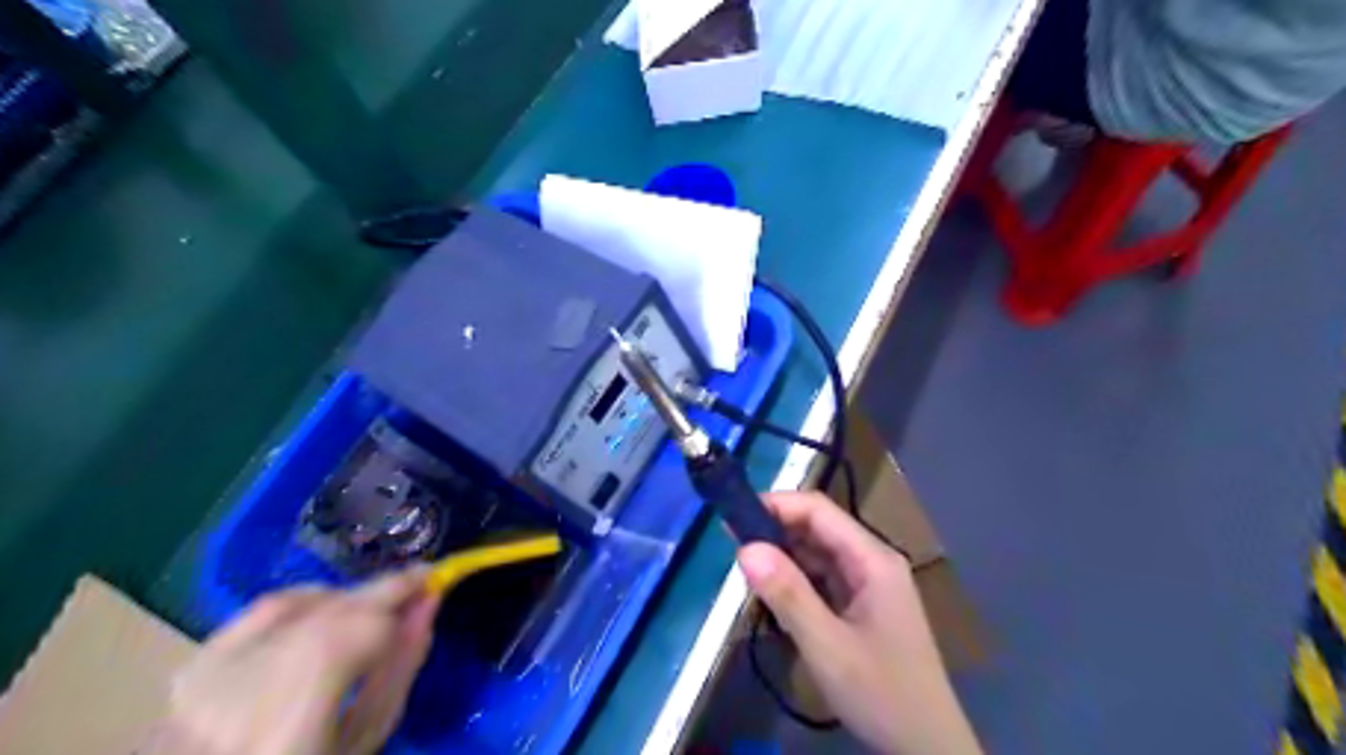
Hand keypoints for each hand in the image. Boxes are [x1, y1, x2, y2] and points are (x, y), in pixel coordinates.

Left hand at [152, 568, 441, 754]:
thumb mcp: (364, 743)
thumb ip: (399, 670)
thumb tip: (428, 604)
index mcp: (284, 736)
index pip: (352, 635)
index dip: (397, 600)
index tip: (434, 581)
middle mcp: (233, 701)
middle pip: (327, 615)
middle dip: (380, 594)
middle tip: (416, 587)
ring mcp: (204, 680)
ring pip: (300, 603)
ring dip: (349, 599)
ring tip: (376, 612)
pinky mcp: (194, 665)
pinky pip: (266, 608)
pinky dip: (309, 600)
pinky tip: (330, 614)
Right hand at [734, 494, 980, 751]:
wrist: (927, 747)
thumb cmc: (882, 692)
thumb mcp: (827, 646)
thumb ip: (787, 595)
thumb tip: (744, 548)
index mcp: (872, 558)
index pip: (819, 510)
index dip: (777, 505)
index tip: (735, 518)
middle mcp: (872, 561)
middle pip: (819, 528)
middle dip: (776, 531)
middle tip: (732, 547)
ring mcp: (869, 584)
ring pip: (818, 554)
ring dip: (783, 557)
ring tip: (746, 570)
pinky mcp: (862, 605)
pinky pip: (823, 579)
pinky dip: (796, 581)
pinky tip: (773, 594)